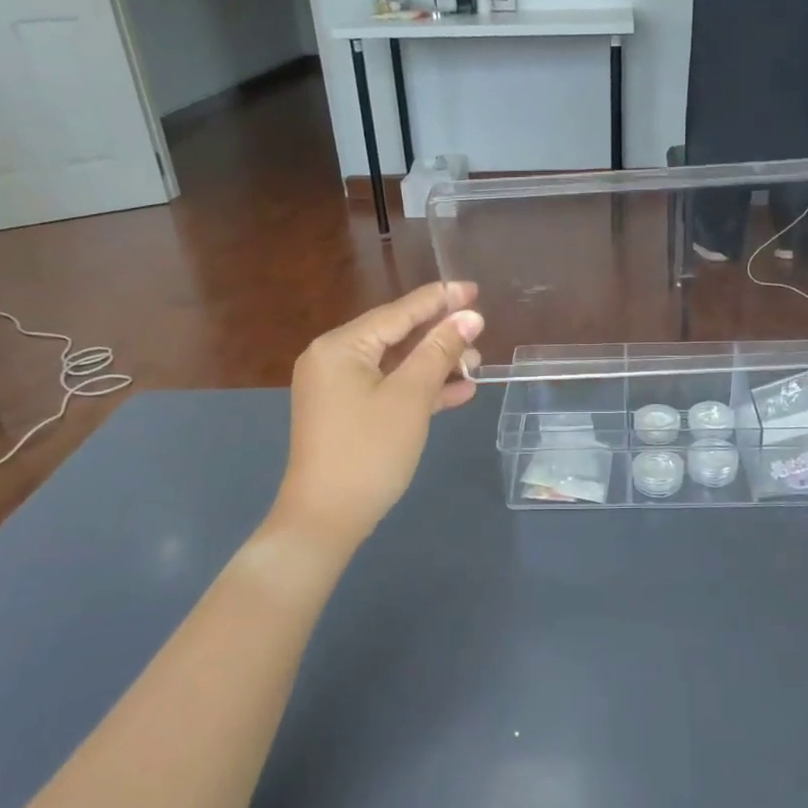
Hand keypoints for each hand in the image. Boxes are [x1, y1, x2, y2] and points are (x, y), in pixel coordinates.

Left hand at [270, 282, 482, 554]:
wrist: (326, 519)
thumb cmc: (369, 451)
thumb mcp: (411, 397)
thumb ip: (440, 351)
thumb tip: (470, 317)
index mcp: (341, 347)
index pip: (398, 312)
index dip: (439, 300)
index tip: (472, 288)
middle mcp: (334, 359)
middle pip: (396, 336)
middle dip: (440, 337)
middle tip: (480, 338)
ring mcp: (338, 389)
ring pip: (395, 364)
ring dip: (435, 365)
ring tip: (475, 365)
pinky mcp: (347, 413)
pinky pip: (388, 388)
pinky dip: (419, 389)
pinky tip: (457, 392)